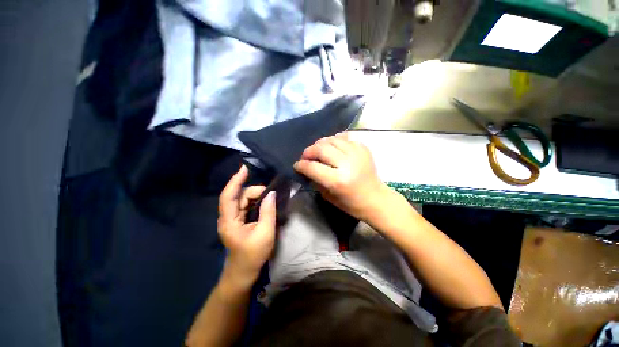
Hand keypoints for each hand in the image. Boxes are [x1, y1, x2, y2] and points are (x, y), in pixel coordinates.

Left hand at [218, 165, 275, 288]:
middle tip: (271, 194)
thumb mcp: (265, 233)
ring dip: (256, 196)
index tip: (245, 168)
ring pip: (243, 200)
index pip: (228, 196)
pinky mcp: (238, 221)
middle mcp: (228, 217)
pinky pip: (246, 206)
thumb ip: (268, 212)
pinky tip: (264, 202)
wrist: (244, 272)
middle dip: (254, 191)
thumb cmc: (253, 255)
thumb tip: (271, 194)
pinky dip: (255, 201)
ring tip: (270, 198)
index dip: (235, 181)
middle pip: (238, 196)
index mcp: (229, 221)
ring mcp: (232, 219)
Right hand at [294, 133, 389, 220]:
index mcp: (338, 180)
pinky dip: (334, 141)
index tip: (297, 165)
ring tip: (317, 151)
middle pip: (321, 149)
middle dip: (309, 151)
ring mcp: (357, 153)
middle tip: (305, 157)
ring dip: (320, 144)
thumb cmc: (350, 203)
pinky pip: (344, 138)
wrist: (375, 198)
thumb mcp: (328, 196)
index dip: (301, 165)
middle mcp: (347, 164)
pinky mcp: (363, 148)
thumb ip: (315, 180)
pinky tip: (331, 147)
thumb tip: (306, 168)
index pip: (313, 167)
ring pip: (332, 140)